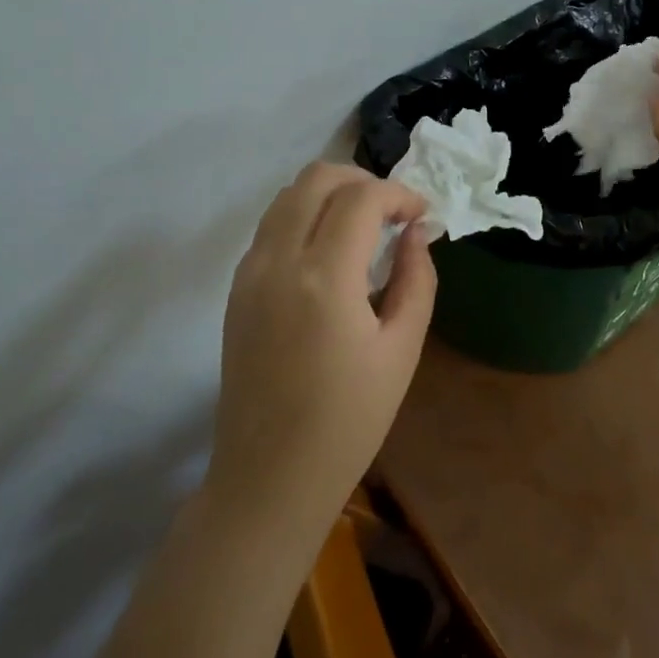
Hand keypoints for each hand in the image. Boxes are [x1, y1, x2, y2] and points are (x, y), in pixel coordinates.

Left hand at [205, 163, 436, 545]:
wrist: (268, 480)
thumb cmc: (348, 423)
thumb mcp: (402, 351)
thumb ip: (416, 279)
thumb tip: (416, 232)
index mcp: (324, 279)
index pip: (362, 198)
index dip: (399, 193)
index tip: (422, 214)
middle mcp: (278, 261)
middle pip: (317, 177)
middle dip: (362, 180)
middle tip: (392, 212)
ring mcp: (249, 272)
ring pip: (288, 195)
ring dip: (330, 193)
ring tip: (364, 225)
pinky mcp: (236, 288)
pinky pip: (271, 225)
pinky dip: (304, 216)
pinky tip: (329, 251)